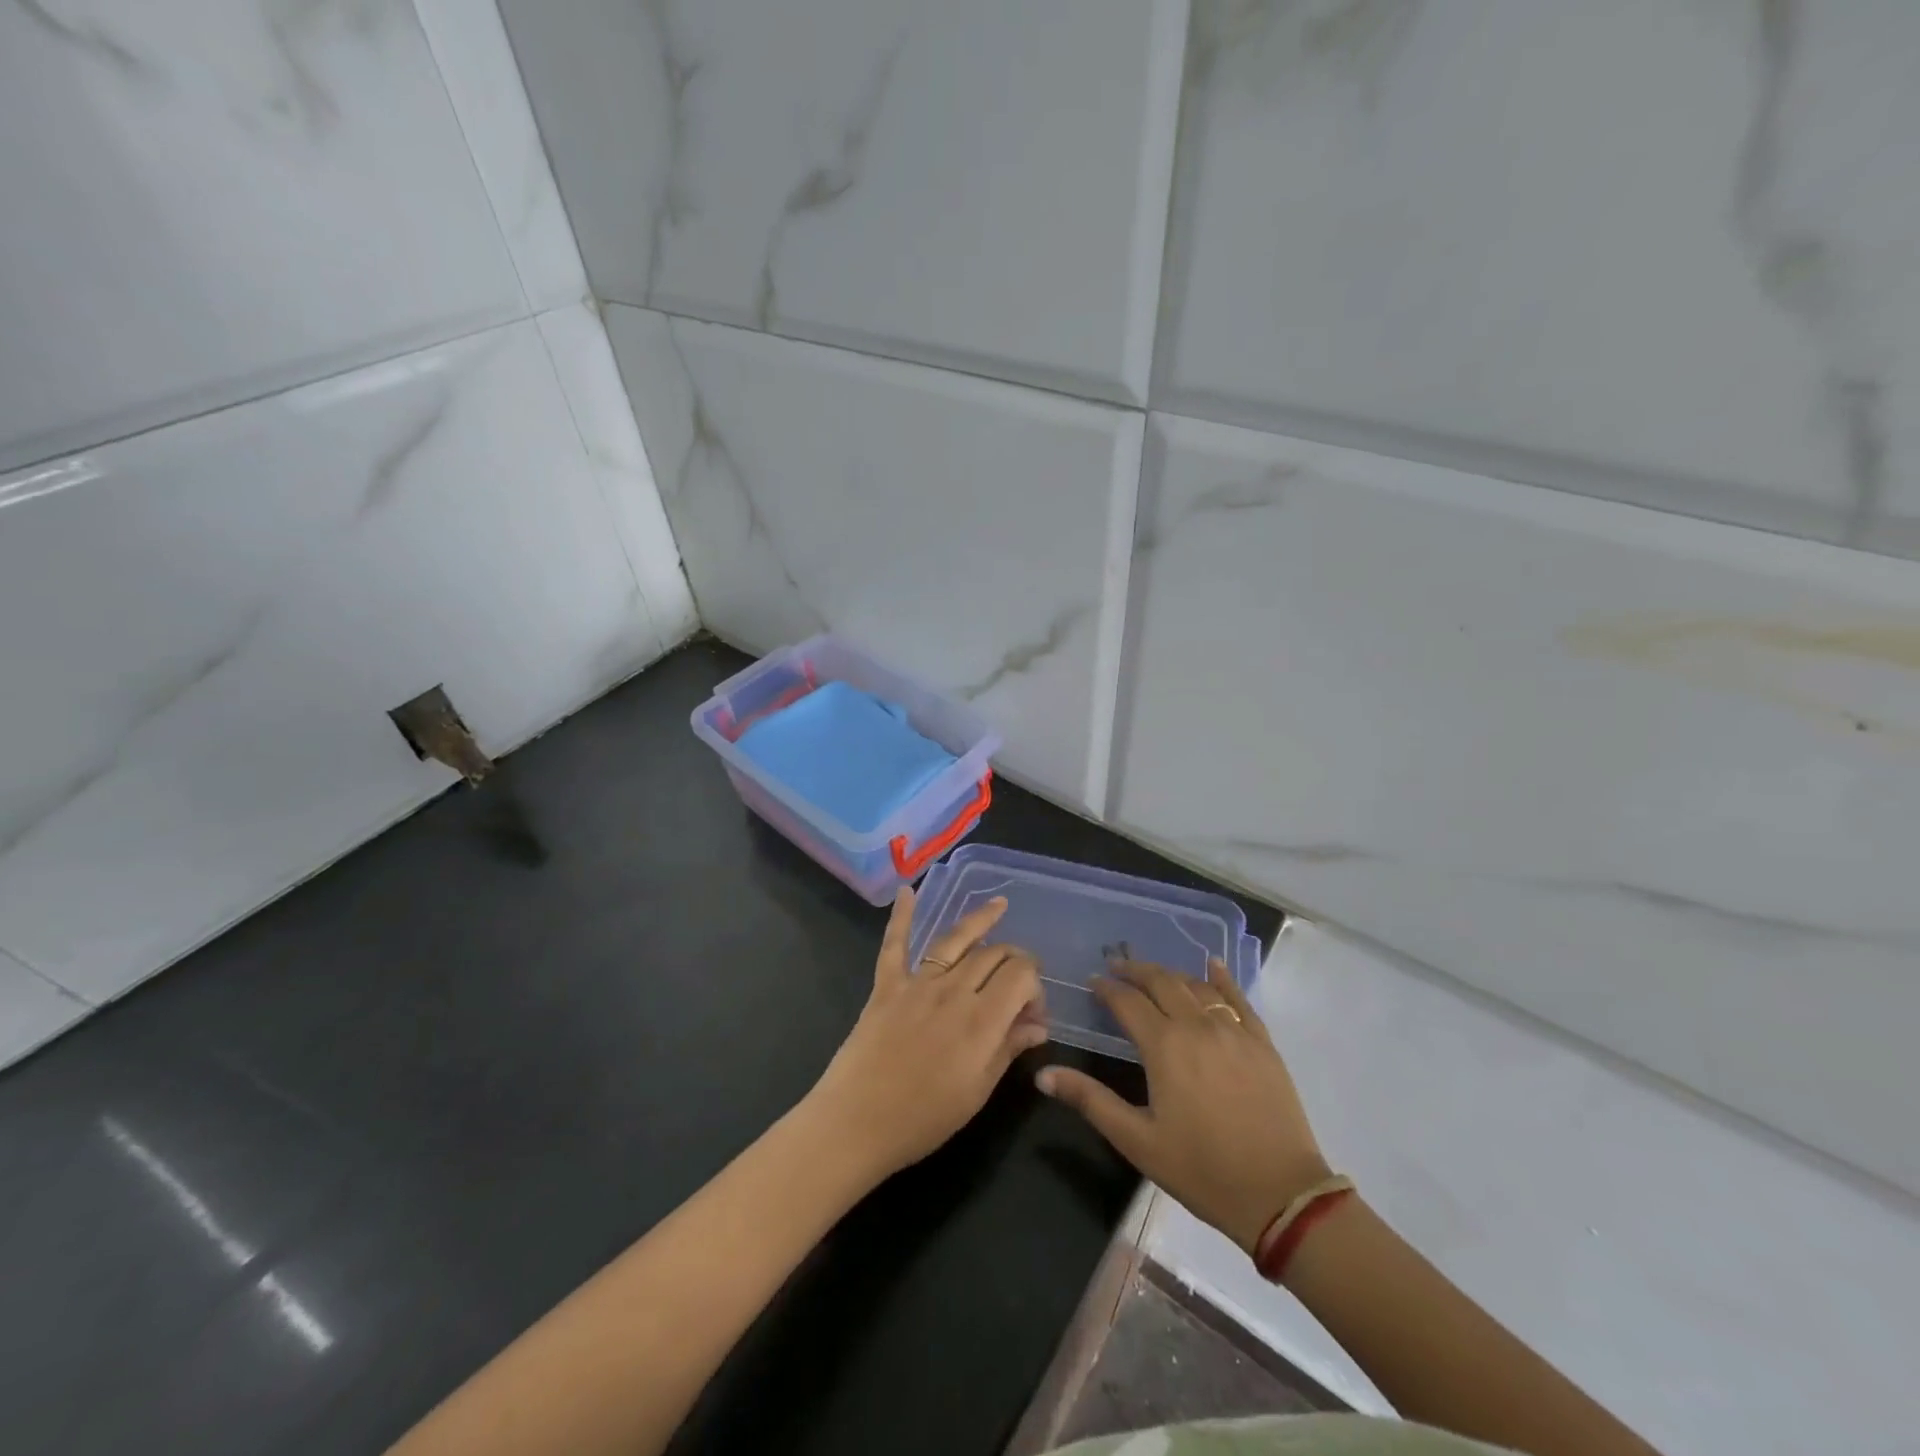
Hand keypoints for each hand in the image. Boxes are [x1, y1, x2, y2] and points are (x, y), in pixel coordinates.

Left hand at [807, 886, 1047, 1181]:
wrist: (855, 1123)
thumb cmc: (923, 1119)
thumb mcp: (977, 1092)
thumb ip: (1008, 1050)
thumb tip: (1038, 1025)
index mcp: (982, 1019)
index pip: (1021, 975)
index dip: (1035, 986)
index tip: (1032, 1013)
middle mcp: (953, 990)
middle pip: (993, 955)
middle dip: (1014, 960)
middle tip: (1019, 981)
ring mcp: (917, 983)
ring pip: (955, 940)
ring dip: (980, 920)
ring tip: (999, 905)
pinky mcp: (887, 985)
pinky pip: (896, 943)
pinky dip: (902, 915)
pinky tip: (907, 889)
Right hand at [1037, 959, 1328, 1254]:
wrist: (1282, 1195)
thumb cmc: (1202, 1170)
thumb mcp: (1137, 1140)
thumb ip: (1090, 1101)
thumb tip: (1042, 1074)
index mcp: (1165, 1046)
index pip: (1128, 1002)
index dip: (1107, 989)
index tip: (1092, 981)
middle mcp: (1198, 1026)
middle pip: (1162, 982)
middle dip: (1135, 970)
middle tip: (1116, 965)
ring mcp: (1235, 1030)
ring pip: (1196, 986)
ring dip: (1171, 974)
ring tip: (1153, 974)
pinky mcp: (1262, 1043)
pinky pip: (1239, 998)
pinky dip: (1222, 978)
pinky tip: (1212, 965)